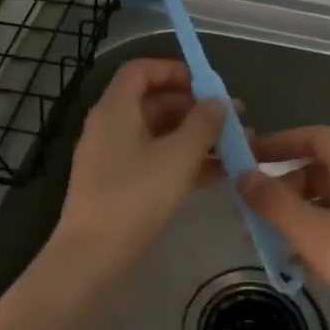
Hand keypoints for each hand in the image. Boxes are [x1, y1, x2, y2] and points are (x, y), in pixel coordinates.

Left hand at [54, 59, 226, 267]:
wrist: (93, 259)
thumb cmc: (135, 198)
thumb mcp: (178, 157)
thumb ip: (203, 124)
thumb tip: (218, 102)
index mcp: (116, 110)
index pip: (141, 71)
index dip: (174, 70)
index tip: (207, 84)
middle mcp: (111, 127)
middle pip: (154, 103)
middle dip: (195, 108)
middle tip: (232, 119)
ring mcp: (114, 159)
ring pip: (159, 135)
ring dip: (196, 137)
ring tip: (236, 147)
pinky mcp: (120, 186)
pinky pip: (156, 161)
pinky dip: (184, 162)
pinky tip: (219, 175)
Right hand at [238, 126, 329, 329]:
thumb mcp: (315, 233)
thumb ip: (275, 203)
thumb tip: (242, 175)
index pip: (314, 137)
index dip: (280, 142)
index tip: (246, 159)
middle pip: (318, 171)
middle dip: (281, 189)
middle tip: (248, 212)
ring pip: (327, 204)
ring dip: (294, 218)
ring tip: (263, 245)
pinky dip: (315, 240)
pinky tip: (296, 268)